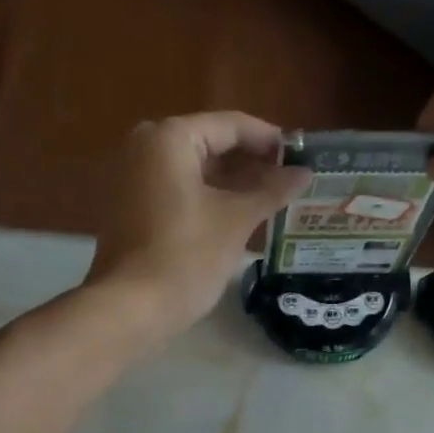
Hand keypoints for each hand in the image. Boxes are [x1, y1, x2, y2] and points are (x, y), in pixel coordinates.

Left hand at [85, 113, 309, 331]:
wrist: (132, 307)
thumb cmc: (186, 256)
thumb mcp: (236, 221)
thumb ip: (271, 191)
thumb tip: (305, 173)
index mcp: (170, 138)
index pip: (230, 126)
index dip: (269, 140)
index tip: (302, 155)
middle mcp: (144, 145)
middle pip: (209, 143)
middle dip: (250, 162)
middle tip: (289, 179)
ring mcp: (131, 176)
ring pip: (193, 168)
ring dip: (231, 182)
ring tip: (271, 198)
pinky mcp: (128, 206)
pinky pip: (176, 189)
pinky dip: (206, 196)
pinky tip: (238, 214)